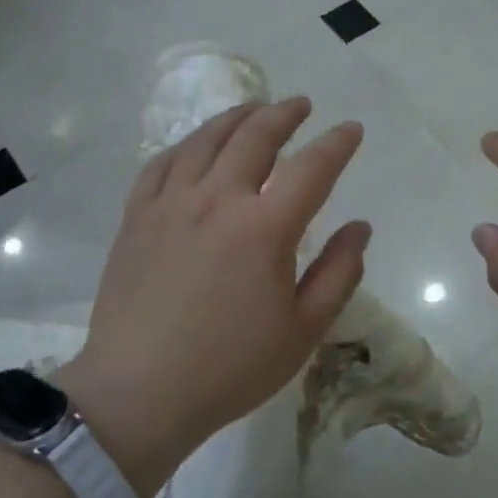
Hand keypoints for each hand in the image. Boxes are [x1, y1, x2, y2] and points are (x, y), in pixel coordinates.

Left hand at [54, 99, 368, 495]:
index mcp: (264, 228)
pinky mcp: (137, 217)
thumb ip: (339, 273)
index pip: (312, 168)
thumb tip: (359, 227)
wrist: (139, 392)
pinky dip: (187, 144)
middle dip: (284, 114)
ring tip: (254, 109)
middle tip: (301, 105)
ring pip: (207, 140)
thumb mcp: (303, 330)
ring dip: (237, 117)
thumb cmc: (230, 366)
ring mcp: (171, 204)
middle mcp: (218, 200)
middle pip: (255, 137)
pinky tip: (197, 145)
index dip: (337, 143)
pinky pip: (162, 162)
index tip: (352, 129)